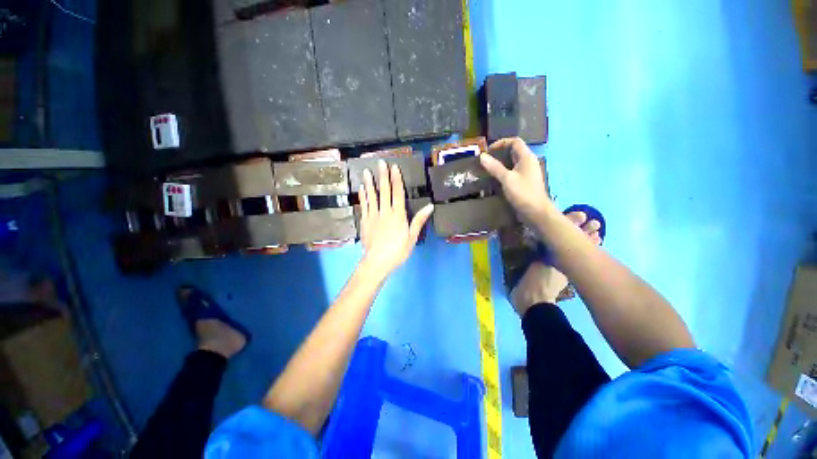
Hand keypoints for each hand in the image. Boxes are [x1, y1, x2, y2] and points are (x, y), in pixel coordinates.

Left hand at [358, 160, 433, 277]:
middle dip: (382, 176)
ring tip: (366, 171)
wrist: (377, 262)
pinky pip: (364, 205)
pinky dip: (363, 196)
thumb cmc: (398, 251)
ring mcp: (373, 215)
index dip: (396, 180)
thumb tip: (430, 206)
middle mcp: (385, 212)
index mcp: (398, 215)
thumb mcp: (412, 237)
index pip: (398, 193)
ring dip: (369, 183)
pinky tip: (362, 189)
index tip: (394, 167)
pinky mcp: (365, 221)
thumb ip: (419, 220)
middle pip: (384, 191)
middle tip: (380, 162)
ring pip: (371, 196)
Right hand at [479, 137, 553, 226]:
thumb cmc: (523, 193)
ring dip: (501, 163)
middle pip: (514, 151)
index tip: (488, 151)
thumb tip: (482, 156)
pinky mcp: (525, 181)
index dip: (501, 143)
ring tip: (488, 168)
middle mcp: (528, 162)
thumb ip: (494, 167)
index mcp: (527, 157)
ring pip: (513, 162)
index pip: (515, 141)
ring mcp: (527, 172)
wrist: (536, 212)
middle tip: (486, 160)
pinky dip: (504, 171)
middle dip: (499, 153)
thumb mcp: (507, 179)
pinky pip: (513, 171)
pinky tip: (495, 178)